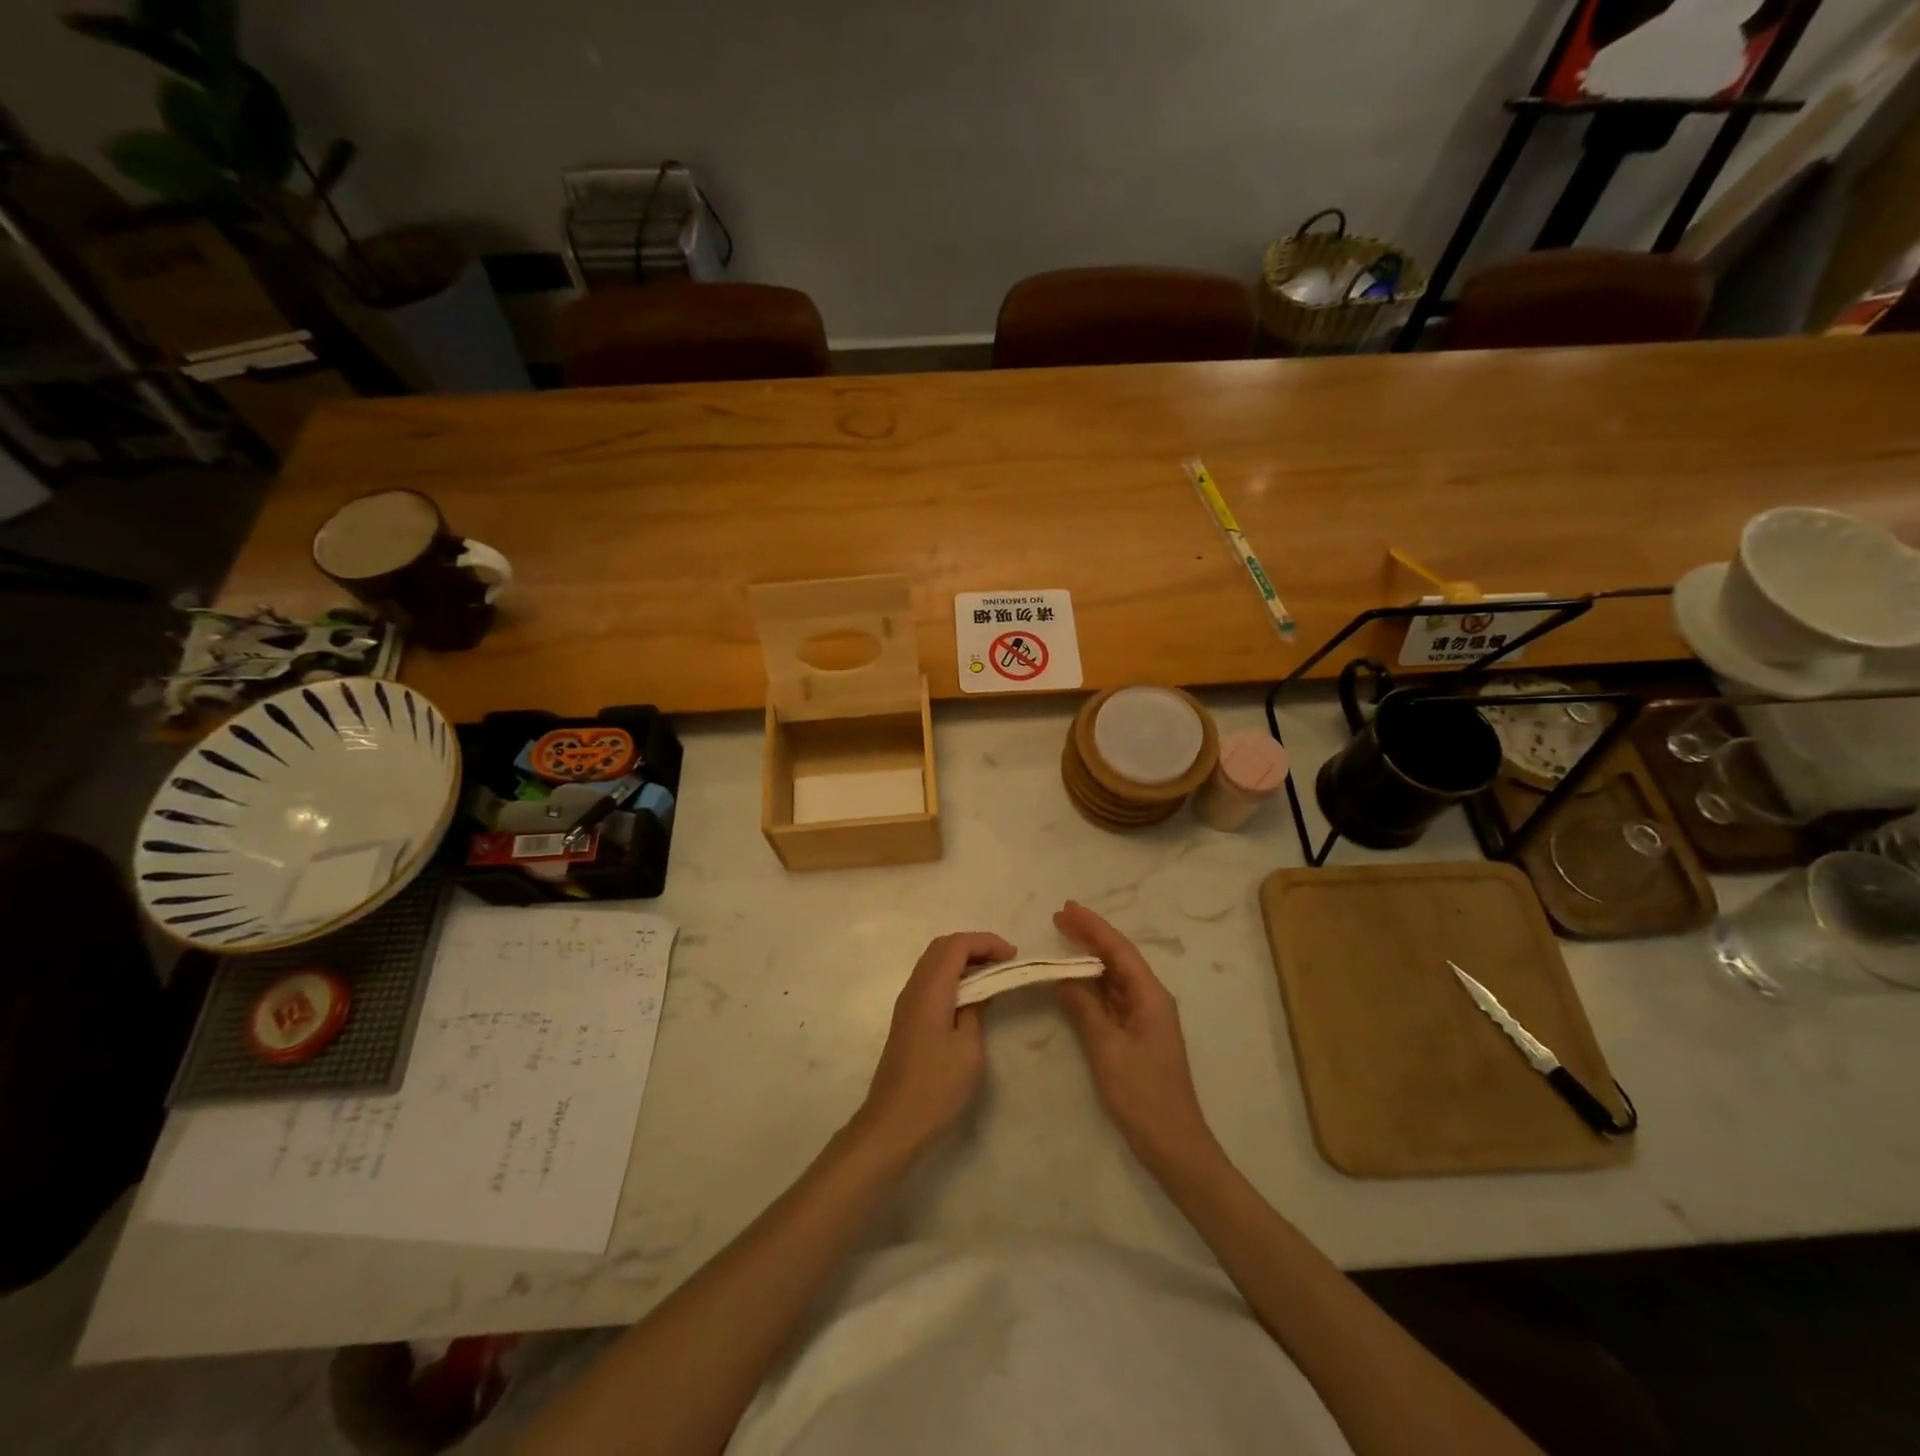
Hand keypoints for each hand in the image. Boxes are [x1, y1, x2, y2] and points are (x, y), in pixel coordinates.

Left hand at [851, 931, 1014, 1161]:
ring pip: (934, 963)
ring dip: (963, 960)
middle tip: (1004, 962)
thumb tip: (979, 992)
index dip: (986, 942)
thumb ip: (975, 1011)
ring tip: (992, 976)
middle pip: (942, 947)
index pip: (956, 945)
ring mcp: (907, 1003)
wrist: (894, 1122)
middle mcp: (914, 988)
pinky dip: (952, 977)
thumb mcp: (968, 1049)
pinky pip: (931, 981)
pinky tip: (971, 996)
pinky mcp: (907, 1019)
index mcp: (930, 990)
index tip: (1013, 957)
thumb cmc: (936, 1087)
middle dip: (975, 946)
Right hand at [1053, 901, 1217, 1175]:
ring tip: (1061, 940)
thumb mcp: (1107, 1048)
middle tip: (1058, 918)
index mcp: (1151, 996)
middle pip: (1117, 959)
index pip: (1119, 950)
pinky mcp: (1136, 1036)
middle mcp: (1150, 1000)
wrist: (1173, 1145)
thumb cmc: (1143, 1095)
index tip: (1067, 908)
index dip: (1093, 927)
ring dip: (1089, 960)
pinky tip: (1073, 982)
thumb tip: (1063, 977)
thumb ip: (1084, 1008)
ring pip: (1114, 978)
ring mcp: (1144, 1019)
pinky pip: (1111, 999)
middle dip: (1090, 937)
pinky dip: (1091, 986)